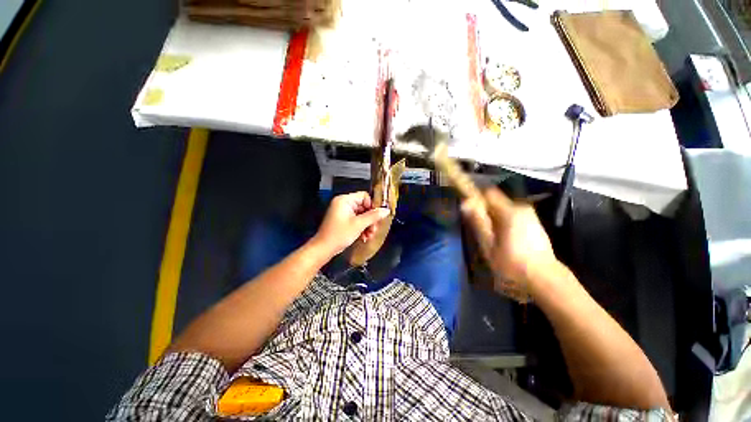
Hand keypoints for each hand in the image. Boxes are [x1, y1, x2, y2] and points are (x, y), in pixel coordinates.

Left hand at [312, 192, 390, 257]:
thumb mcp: (359, 224)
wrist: (324, 249)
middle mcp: (343, 204)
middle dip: (370, 219)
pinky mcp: (343, 221)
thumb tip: (386, 210)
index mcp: (345, 200)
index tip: (377, 217)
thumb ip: (373, 216)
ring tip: (369, 235)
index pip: (364, 196)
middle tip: (374, 229)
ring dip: (367, 225)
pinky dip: (361, 228)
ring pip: (361, 215)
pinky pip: (356, 220)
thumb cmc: (339, 234)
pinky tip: (364, 237)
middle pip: (364, 206)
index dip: (372, 206)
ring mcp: (343, 212)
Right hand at [461, 188, 557, 299]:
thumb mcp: (489, 245)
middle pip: (495, 200)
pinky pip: (511, 214)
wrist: (546, 280)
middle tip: (478, 229)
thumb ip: (478, 222)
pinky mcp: (534, 222)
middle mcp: (521, 207)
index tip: (467, 209)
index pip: (488, 193)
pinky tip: (503, 238)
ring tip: (490, 237)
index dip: (475, 197)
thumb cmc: (512, 264)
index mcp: (510, 211)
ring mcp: (529, 214)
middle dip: (484, 211)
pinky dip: (503, 221)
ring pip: (503, 208)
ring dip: (493, 217)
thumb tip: (465, 202)